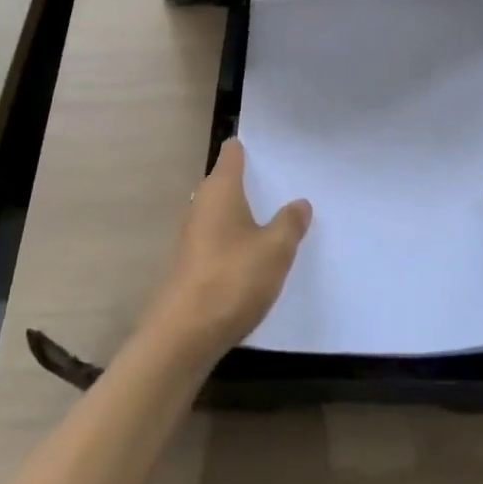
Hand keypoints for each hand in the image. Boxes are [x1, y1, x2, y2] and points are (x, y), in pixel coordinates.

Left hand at [143, 140, 311, 359]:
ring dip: (247, 214)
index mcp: (220, 190)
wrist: (183, 336)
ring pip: (224, 213)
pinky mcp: (191, 265)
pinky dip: (238, 240)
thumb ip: (290, 222)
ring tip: (280, 217)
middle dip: (254, 181)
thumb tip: (299, 203)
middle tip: (288, 182)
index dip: (251, 147)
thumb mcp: (275, 249)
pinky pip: (220, 239)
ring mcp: (193, 236)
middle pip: (228, 182)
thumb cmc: (232, 279)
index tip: (276, 147)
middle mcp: (202, 205)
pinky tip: (258, 256)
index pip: (233, 153)